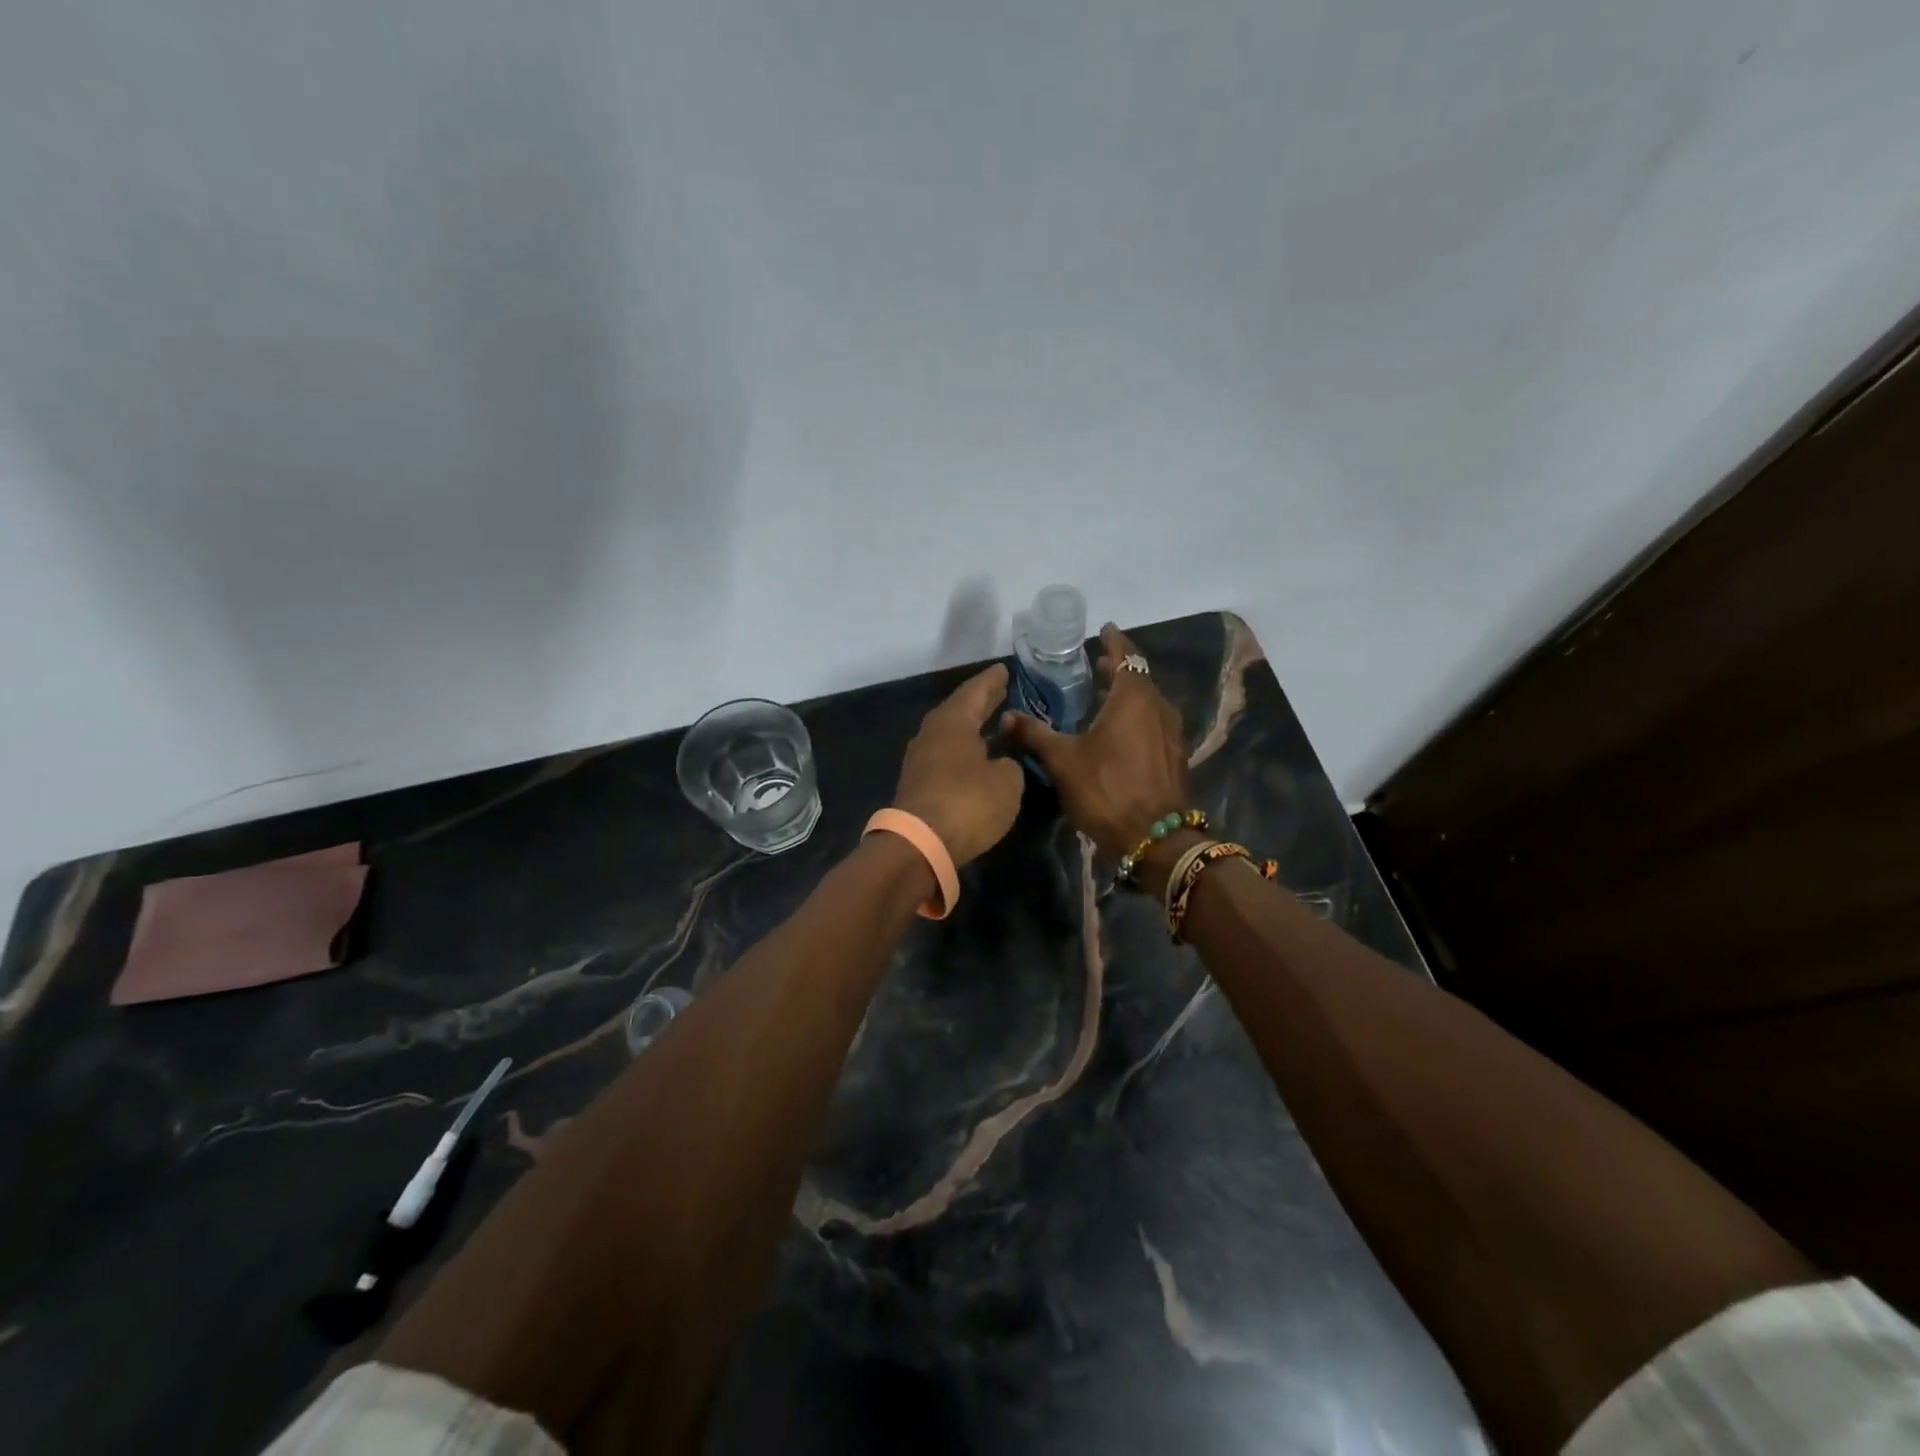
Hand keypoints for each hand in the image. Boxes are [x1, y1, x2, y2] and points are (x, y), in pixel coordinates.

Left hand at [892, 663, 1026, 867]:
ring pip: (952, 734)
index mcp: (952, 721)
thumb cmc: (968, 803)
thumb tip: (1001, 762)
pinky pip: (947, 755)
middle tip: (1001, 690)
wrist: (919, 844)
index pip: (976, 691)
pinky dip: (964, 750)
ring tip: (994, 722)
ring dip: (972, 727)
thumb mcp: (1006, 782)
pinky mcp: (918, 784)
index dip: (993, 681)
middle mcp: (932, 733)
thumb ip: (1010, 763)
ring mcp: (921, 759)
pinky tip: (978, 755)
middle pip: (960, 710)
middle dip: (982, 701)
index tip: (1005, 669)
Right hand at [1001, 625, 1190, 857]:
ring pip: (1148, 700)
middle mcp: (1158, 706)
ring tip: (1101, 696)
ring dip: (1127, 693)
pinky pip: (1154, 721)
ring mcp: (1171, 731)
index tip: (1103, 630)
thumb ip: (1035, 734)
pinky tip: (1118, 731)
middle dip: (1117, 668)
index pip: (1126, 655)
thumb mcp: (1063, 761)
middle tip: (1094, 664)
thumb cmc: (1107, 790)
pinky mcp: (1174, 754)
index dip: (1113, 641)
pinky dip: (1136, 715)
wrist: (1156, 838)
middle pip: (1138, 676)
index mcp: (1133, 698)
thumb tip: (1006, 715)